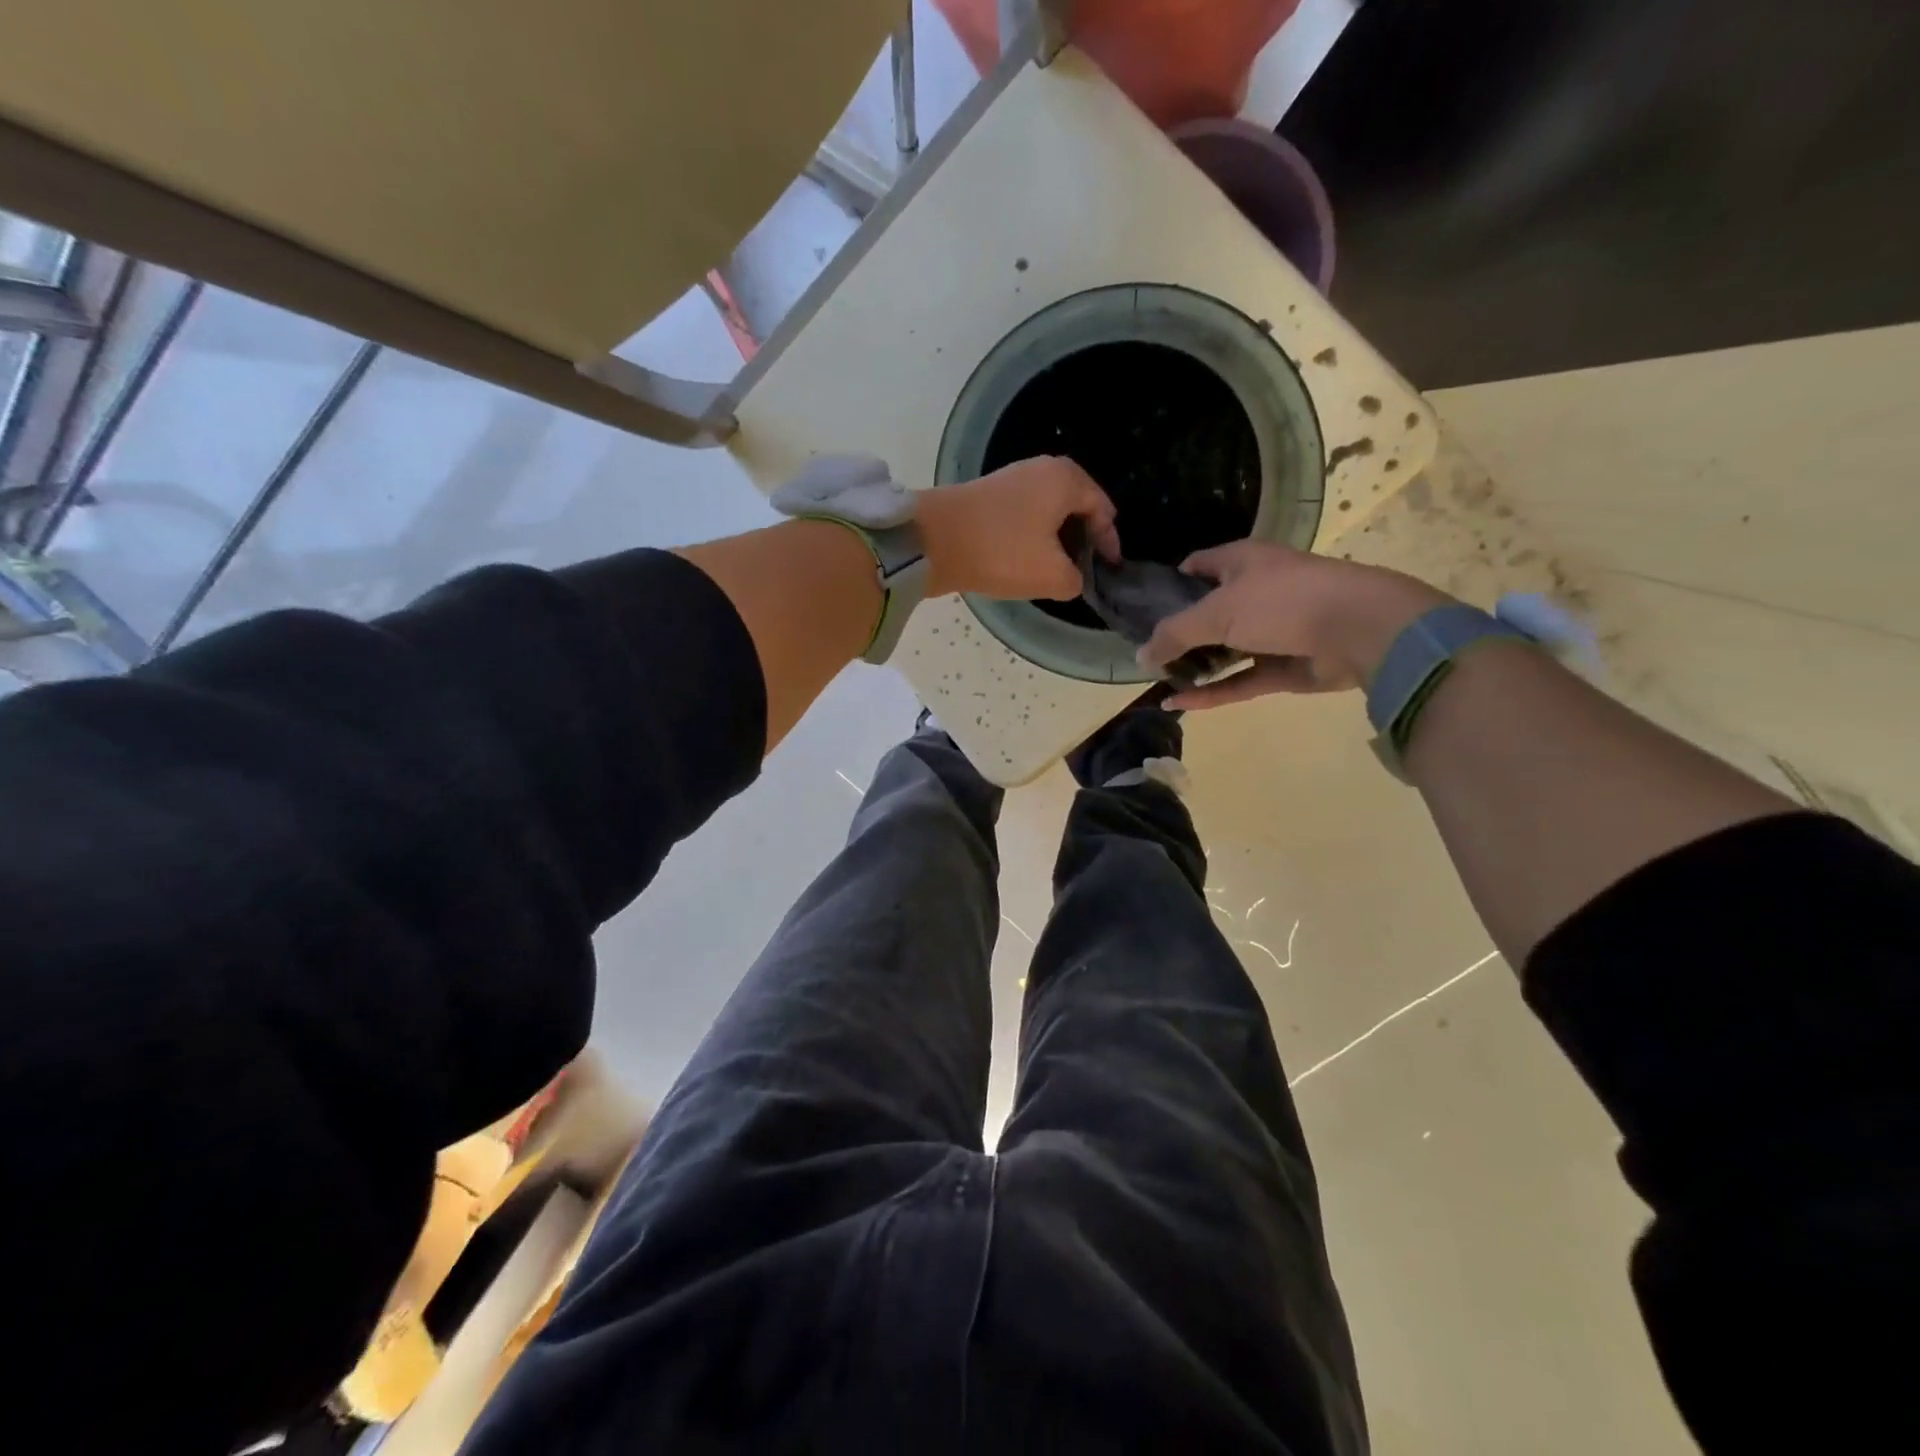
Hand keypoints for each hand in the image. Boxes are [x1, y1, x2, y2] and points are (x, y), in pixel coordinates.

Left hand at [917, 457, 1120, 599]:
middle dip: (1083, 538)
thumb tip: (1072, 577)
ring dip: (1055, 539)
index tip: (1109, 570)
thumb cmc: (1002, 552)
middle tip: (1084, 570)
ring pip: (1048, 511)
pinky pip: (1024, 515)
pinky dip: (1032, 536)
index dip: (1109, 542)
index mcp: (1066, 479)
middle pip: (1076, 506)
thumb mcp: (1052, 576)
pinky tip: (1025, 560)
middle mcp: (1042, 469)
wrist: (931, 541)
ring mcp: (1012, 479)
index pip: (1102, 509)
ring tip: (1055, 570)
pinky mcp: (987, 496)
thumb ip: (1076, 579)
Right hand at [1139, 540, 1451, 709]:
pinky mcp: (1282, 667)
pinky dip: (1211, 692)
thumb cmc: (1280, 602)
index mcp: (1240, 562)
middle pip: (1207, 612)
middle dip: (1178, 633)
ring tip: (1158, 682)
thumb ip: (1173, 634)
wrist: (1358, 629)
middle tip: (1145, 654)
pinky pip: (1238, 680)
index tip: (1141, 610)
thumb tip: (1140, 656)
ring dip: (1194, 666)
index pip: (1196, 566)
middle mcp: (1255, 592)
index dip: (1168, 585)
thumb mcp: (1215, 612)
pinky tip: (1178, 704)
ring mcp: (1270, 631)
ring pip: (1223, 650)